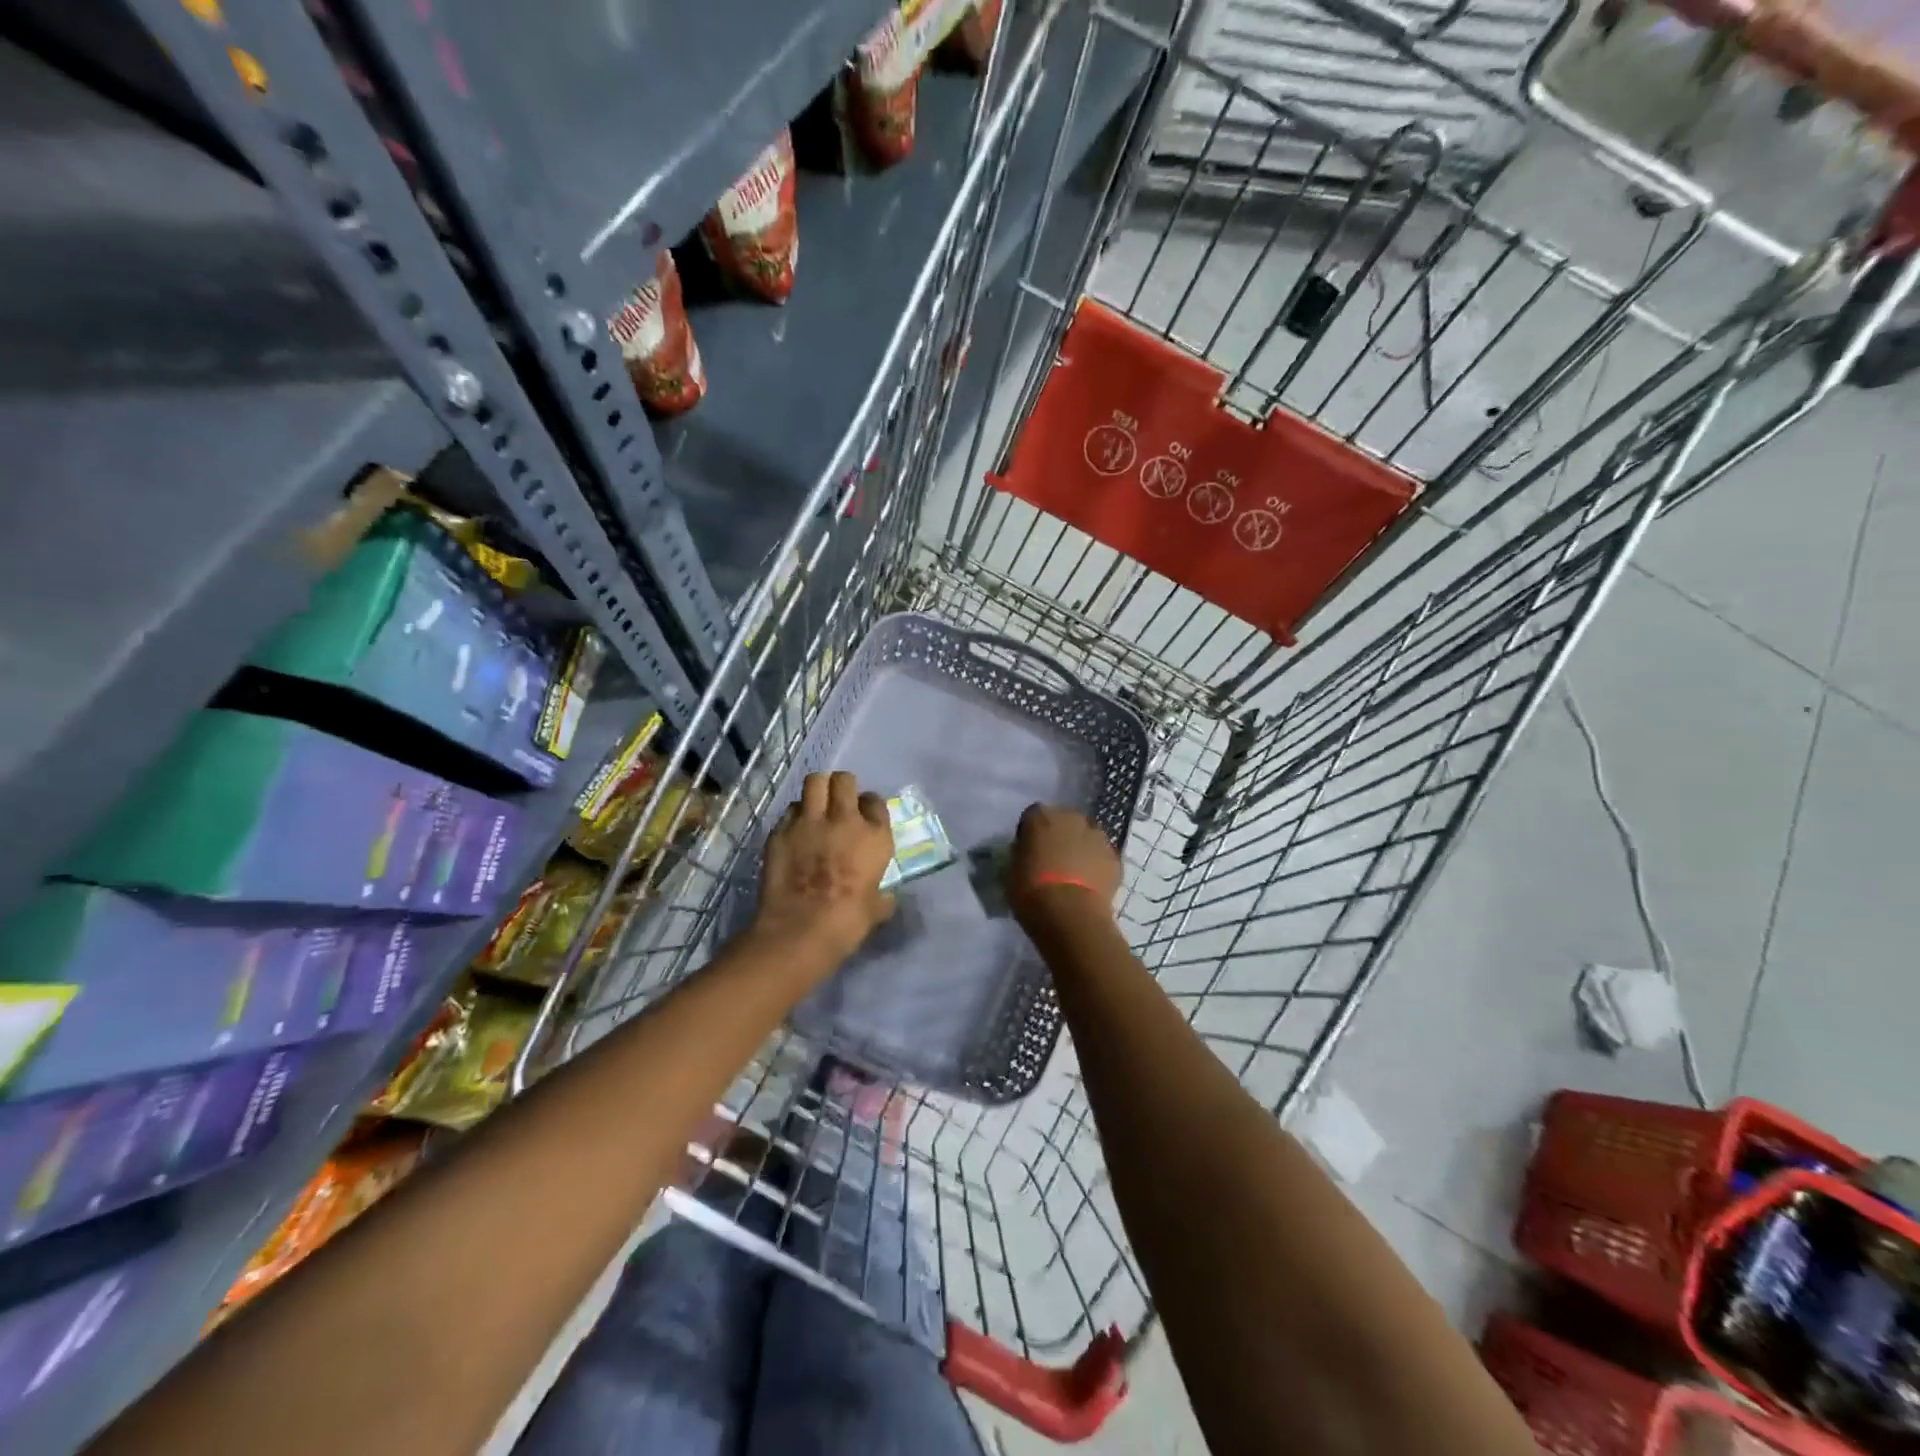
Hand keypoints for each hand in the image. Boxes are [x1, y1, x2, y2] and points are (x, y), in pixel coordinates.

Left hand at [752, 771, 896, 968]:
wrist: (800, 930)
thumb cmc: (847, 923)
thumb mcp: (876, 909)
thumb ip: (881, 896)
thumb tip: (884, 898)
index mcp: (874, 836)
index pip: (875, 801)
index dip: (869, 806)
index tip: (864, 816)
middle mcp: (844, 819)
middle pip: (844, 780)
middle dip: (842, 787)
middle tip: (839, 803)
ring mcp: (809, 822)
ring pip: (814, 782)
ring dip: (817, 791)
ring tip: (816, 807)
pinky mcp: (780, 830)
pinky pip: (790, 810)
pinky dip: (795, 816)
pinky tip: (795, 831)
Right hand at [1008, 804, 1120, 932]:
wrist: (1070, 914)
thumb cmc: (1031, 891)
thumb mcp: (1012, 869)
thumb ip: (1022, 853)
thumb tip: (1029, 852)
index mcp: (1041, 816)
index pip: (1033, 815)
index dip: (1031, 832)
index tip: (1029, 850)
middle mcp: (1072, 817)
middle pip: (1065, 820)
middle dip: (1059, 835)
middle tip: (1053, 859)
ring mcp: (1097, 836)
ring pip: (1087, 836)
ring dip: (1081, 848)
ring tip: (1074, 874)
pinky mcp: (1115, 857)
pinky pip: (1102, 856)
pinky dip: (1097, 865)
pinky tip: (1090, 885)